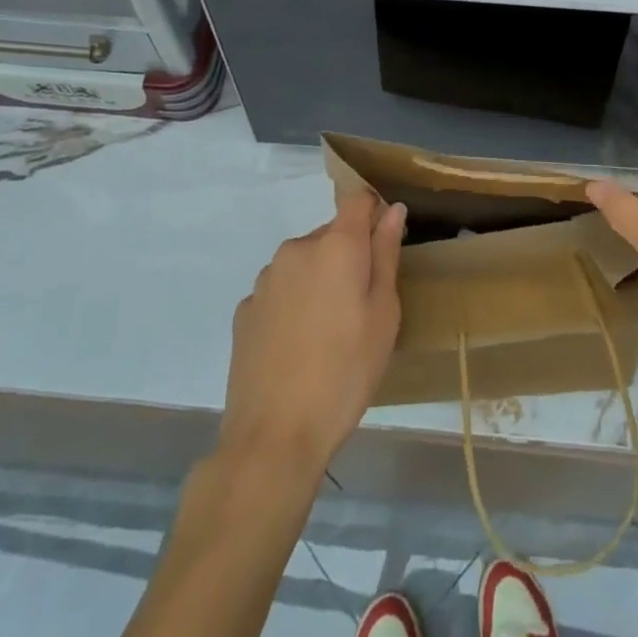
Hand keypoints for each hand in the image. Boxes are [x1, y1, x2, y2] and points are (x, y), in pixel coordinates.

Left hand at [220, 190, 406, 474]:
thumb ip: (386, 254)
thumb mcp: (383, 315)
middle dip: (349, 256)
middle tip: (362, 307)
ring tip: (329, 332)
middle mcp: (296, 249)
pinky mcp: (245, 310)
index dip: (375, 214)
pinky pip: (280, 290)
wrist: (274, 436)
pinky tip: (298, 346)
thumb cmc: (345, 372)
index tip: (385, 246)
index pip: (359, 200)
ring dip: (320, 279)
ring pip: (304, 263)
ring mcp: (266, 279)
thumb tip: (392, 209)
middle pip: (331, 234)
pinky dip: (294, 304)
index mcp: (336, 245)